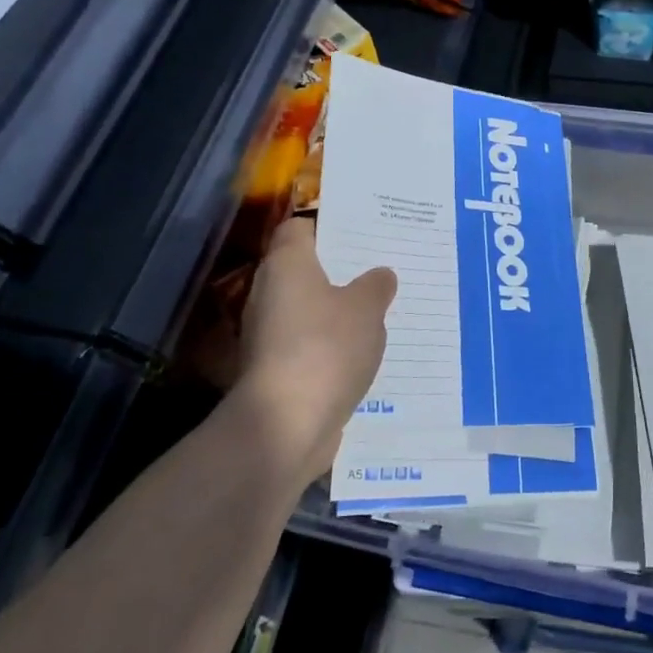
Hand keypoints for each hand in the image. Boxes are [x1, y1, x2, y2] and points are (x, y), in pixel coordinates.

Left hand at [229, 217, 396, 482]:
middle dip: (342, 270)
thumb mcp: (366, 308)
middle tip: (382, 268)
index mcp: (287, 265)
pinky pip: (311, 344)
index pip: (299, 228)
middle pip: (306, 270)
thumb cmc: (325, 348)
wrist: (285, 426)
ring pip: (310, 310)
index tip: (363, 231)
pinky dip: (333, 345)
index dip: (329, 226)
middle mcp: (270, 293)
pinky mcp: (277, 370)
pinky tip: (365, 350)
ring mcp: (269, 335)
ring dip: (339, 310)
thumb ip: (376, 286)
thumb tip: (380, 275)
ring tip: (382, 309)